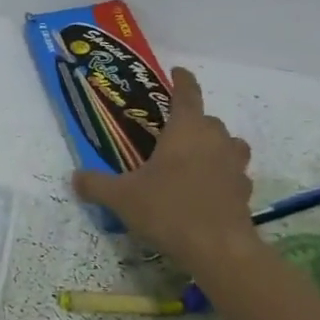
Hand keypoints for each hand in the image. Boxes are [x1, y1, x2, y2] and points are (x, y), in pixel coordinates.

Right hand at [71, 67, 260, 274]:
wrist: (218, 249)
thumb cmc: (168, 209)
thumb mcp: (121, 197)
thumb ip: (96, 184)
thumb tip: (75, 177)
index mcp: (185, 130)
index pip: (186, 94)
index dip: (182, 80)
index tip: (178, 71)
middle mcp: (214, 140)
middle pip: (208, 120)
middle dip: (192, 121)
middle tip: (171, 133)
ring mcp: (234, 166)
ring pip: (229, 144)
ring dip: (215, 146)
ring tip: (195, 159)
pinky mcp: (244, 192)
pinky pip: (234, 174)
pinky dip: (222, 176)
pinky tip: (207, 190)